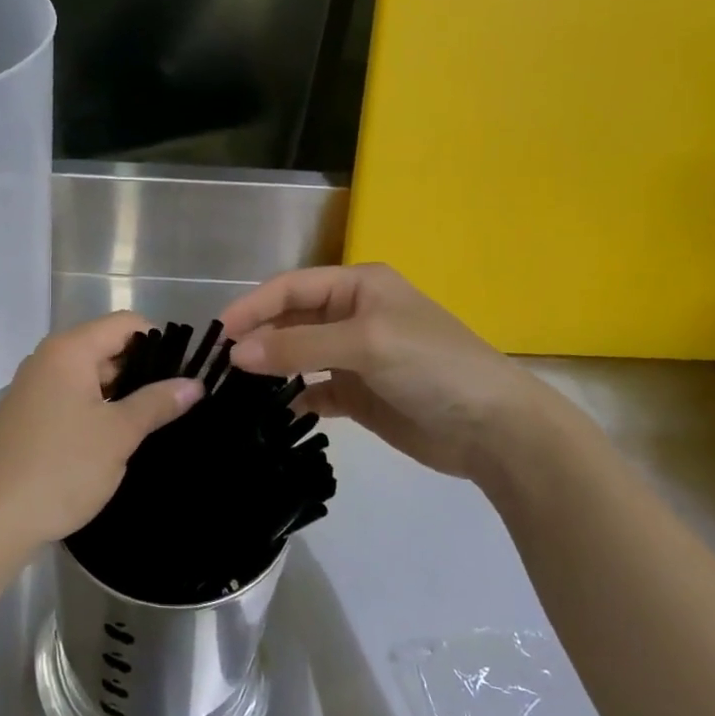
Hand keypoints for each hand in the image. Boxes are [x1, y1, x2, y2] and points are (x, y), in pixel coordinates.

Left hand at [0, 312, 203, 557]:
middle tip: (174, 405)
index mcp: (68, 350)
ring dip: (119, 395)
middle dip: (141, 371)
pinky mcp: (26, 416)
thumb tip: (194, 384)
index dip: (159, 342)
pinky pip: (70, 399)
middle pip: (106, 347)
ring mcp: (32, 388)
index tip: (183, 375)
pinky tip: (113, 441)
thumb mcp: (118, 434)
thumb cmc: (60, 468)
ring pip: (89, 377)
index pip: (125, 324)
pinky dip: (95, 411)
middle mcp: (47, 359)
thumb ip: (157, 403)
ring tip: (151, 425)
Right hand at [221, 264, 576, 481]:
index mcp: (357, 286)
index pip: (291, 287)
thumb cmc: (432, 366)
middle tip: (221, 366)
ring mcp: (354, 356)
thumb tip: (236, 354)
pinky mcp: (359, 394)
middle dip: (259, 338)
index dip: (253, 306)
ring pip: (298, 356)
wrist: (494, 429)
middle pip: (291, 320)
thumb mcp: (365, 343)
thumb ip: (298, 346)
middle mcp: (352, 315)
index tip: (219, 333)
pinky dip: (294, 399)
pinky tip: (274, 413)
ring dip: (271, 369)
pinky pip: (314, 391)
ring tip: (237, 389)